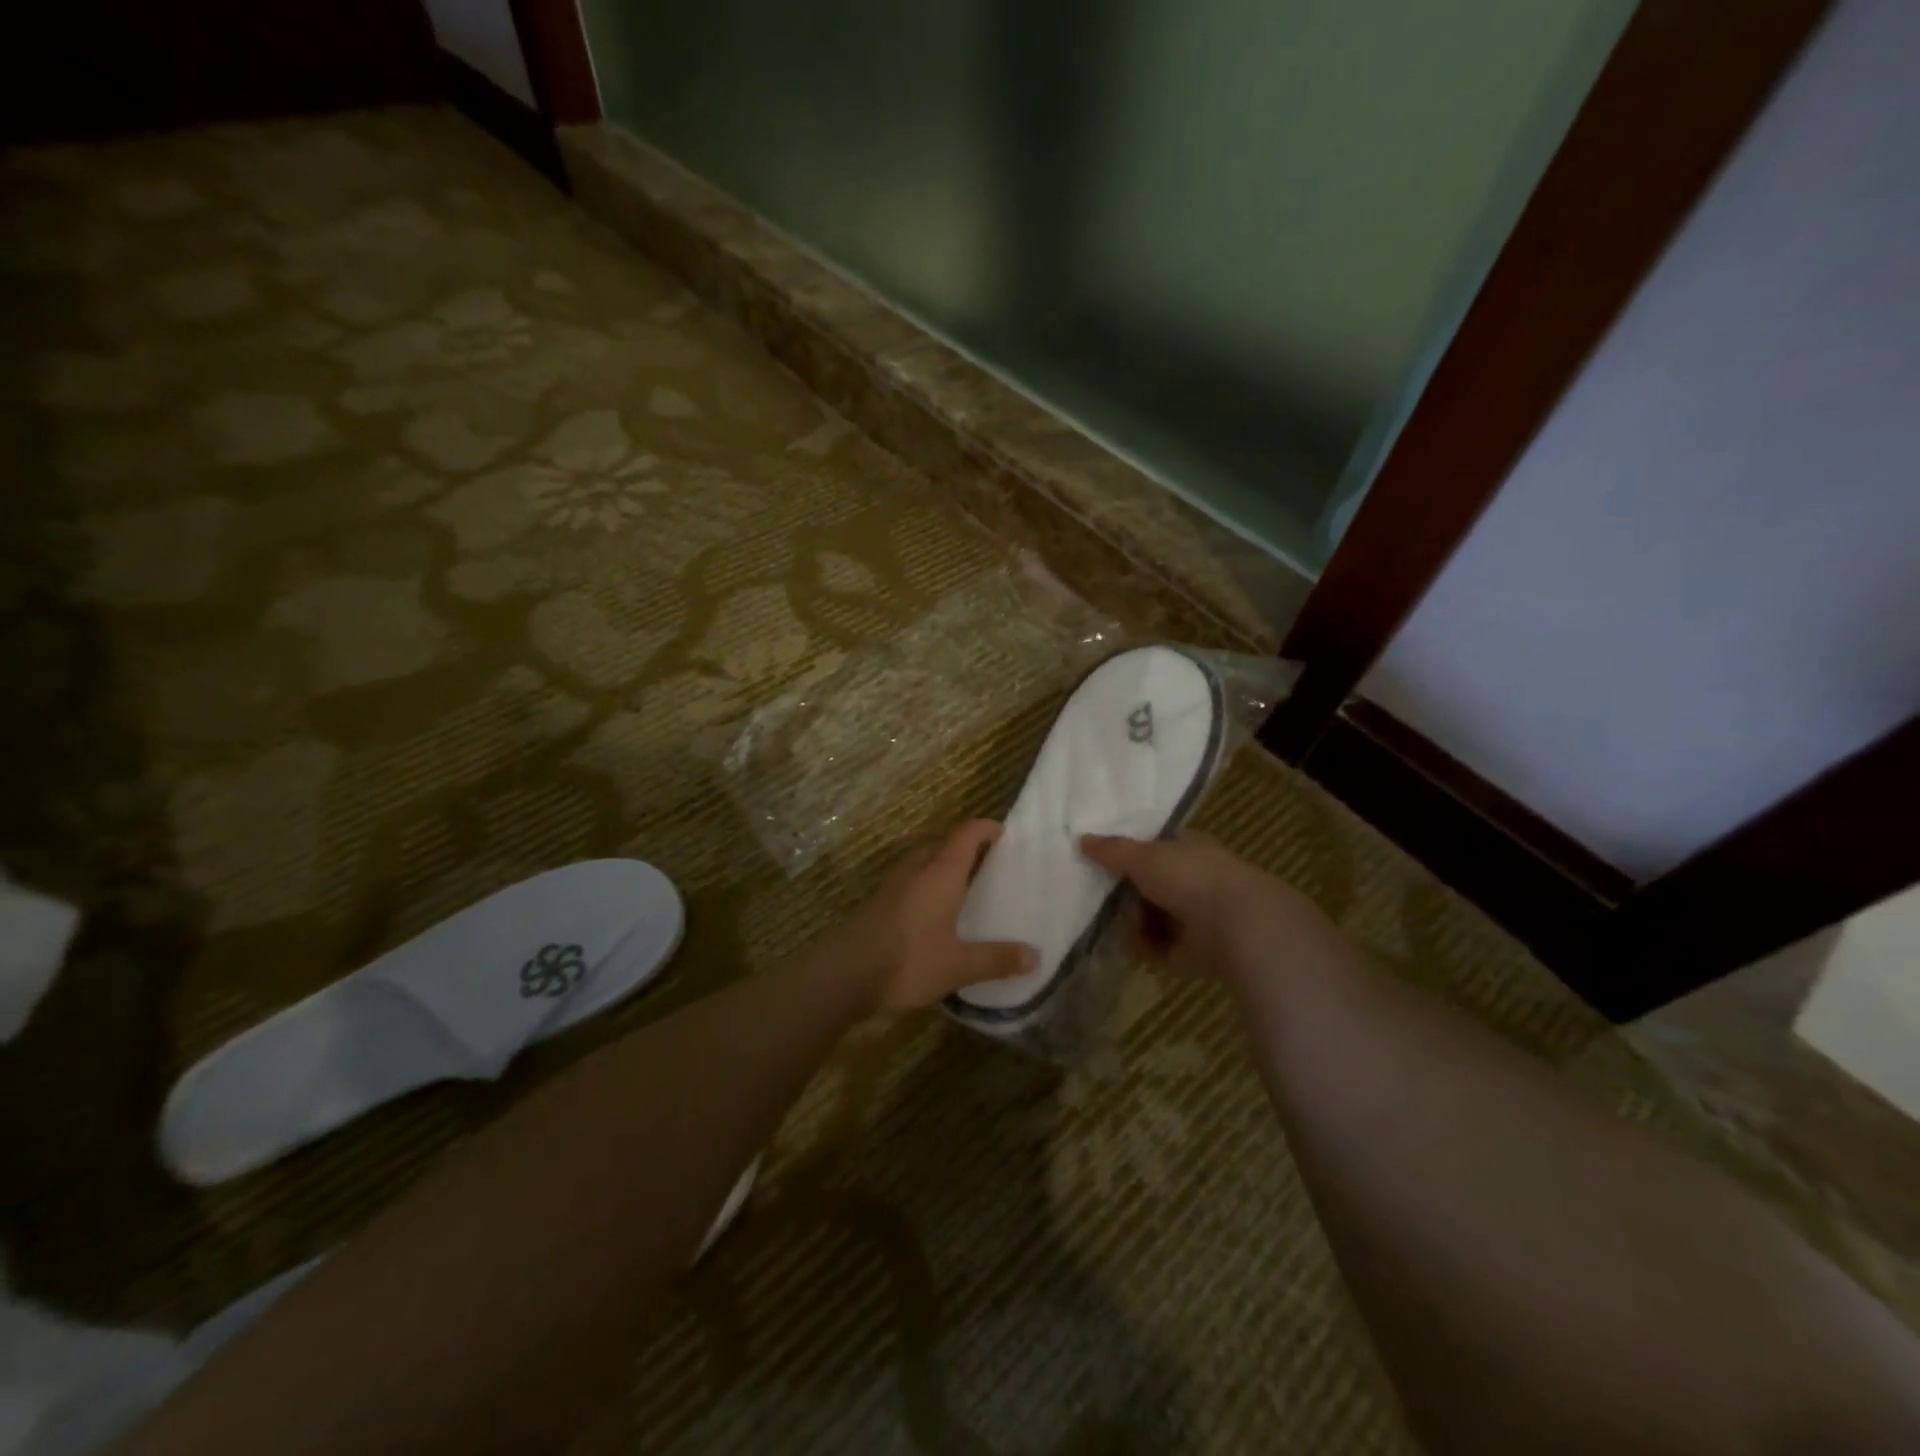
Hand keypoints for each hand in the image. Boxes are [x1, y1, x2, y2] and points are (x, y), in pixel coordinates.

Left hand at [837, 819, 1037, 1013]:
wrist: (844, 975)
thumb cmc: (909, 961)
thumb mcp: (959, 965)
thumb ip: (996, 959)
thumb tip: (1035, 955)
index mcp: (940, 874)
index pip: (965, 836)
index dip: (984, 828)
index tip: (1001, 831)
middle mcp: (915, 871)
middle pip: (941, 845)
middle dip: (963, 847)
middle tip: (986, 862)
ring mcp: (892, 886)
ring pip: (921, 862)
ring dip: (940, 865)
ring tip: (960, 884)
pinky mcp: (877, 904)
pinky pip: (908, 882)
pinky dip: (924, 885)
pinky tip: (931, 912)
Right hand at [1080, 831, 1326, 981]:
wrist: (1237, 926)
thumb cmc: (1189, 876)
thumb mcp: (1142, 855)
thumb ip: (1111, 850)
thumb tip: (1082, 839)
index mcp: (1186, 848)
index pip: (1154, 846)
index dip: (1130, 853)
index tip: (1102, 861)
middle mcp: (1191, 879)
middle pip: (1146, 885)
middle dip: (1125, 893)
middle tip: (1103, 896)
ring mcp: (1192, 916)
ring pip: (1148, 917)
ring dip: (1133, 923)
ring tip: (1126, 924)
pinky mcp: (1191, 950)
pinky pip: (1156, 947)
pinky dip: (1145, 948)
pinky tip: (1136, 945)